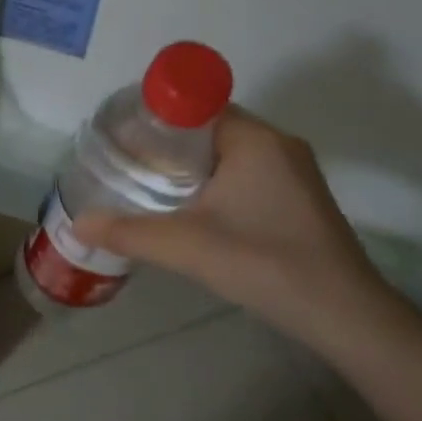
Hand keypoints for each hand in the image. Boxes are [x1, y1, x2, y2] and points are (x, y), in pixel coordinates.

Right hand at [74, 110, 415, 357]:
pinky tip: (193, 210)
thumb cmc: (265, 264)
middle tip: (128, 164)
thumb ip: (129, 232)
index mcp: (255, 139)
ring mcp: (294, 171)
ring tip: (150, 186)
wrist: (343, 313)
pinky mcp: (299, 197)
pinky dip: (216, 181)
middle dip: (168, 144)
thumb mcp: (187, 246)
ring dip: (192, 165)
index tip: (124, 138)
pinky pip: (247, 172)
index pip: (196, 106)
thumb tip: (77, 224)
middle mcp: (278, 144)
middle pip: (210, 128)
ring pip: (229, 152)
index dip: (156, 117)